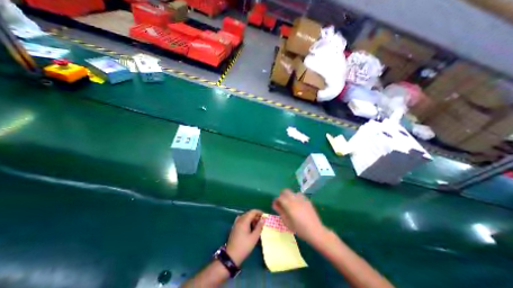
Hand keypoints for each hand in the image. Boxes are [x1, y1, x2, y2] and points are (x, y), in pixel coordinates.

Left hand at [226, 210, 264, 265]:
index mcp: (244, 220)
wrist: (231, 256)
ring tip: (257, 225)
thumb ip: (259, 227)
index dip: (259, 212)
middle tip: (262, 222)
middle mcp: (239, 220)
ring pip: (245, 217)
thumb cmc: (244, 246)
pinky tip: (249, 227)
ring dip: (251, 219)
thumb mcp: (254, 237)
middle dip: (256, 216)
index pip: (252, 212)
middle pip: (249, 214)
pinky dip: (246, 221)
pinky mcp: (234, 227)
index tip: (265, 216)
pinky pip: (241, 220)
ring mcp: (236, 223)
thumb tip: (263, 219)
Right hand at [270, 189, 326, 244]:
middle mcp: (295, 199)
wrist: (315, 231)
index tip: (275, 206)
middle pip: (286, 191)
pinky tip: (297, 205)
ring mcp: (302, 199)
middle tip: (282, 203)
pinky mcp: (307, 200)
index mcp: (289, 205)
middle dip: (282, 195)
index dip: (276, 201)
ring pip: (293, 192)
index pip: (279, 197)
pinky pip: (299, 195)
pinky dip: (296, 198)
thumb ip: (280, 211)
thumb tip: (275, 205)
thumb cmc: (299, 229)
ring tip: (290, 204)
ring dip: (289, 196)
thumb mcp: (287, 222)